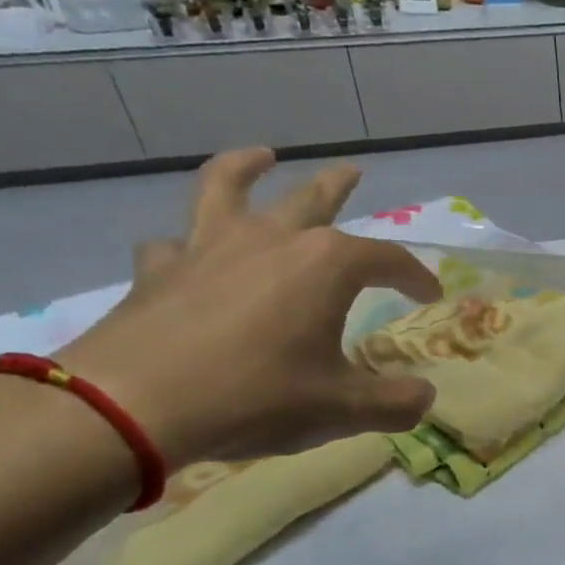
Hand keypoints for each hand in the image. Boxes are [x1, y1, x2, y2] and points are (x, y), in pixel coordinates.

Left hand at [53, 149, 441, 466]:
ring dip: (247, 167)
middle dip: (339, 185)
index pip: (389, 259)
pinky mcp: (159, 271)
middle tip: (353, 171)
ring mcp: (209, 248)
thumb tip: (425, 397)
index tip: (430, 295)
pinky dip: (188, 242)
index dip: (416, 276)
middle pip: (312, 199)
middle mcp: (271, 240)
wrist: (133, 406)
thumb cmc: (258, 397)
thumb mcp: (344, 408)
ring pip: (228, 188)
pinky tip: (189, 251)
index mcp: (327, 265)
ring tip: (260, 155)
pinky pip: (175, 243)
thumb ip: (396, 403)